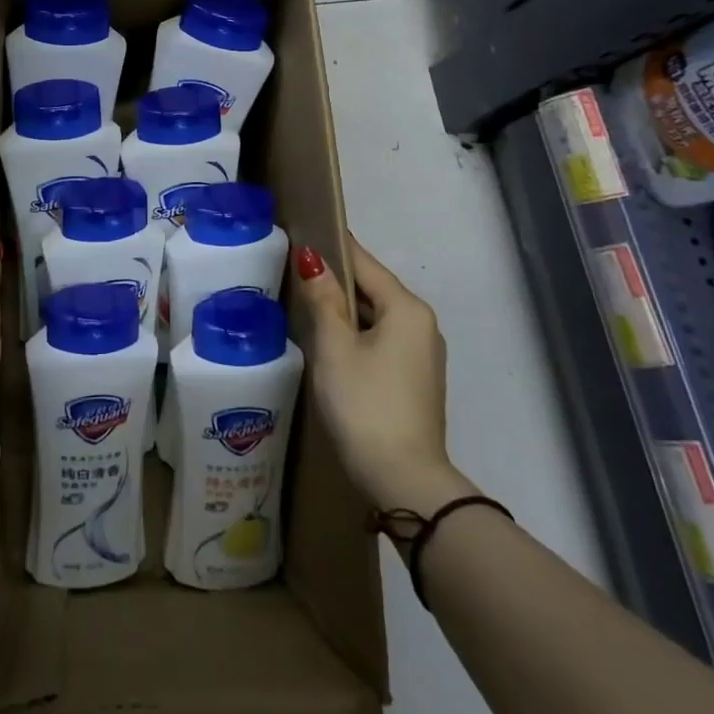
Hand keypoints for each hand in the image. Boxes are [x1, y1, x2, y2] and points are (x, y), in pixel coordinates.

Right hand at [291, 237, 474, 514]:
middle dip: (335, 279)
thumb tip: (312, 258)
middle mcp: (422, 324)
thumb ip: (323, 299)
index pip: (364, 262)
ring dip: (344, 309)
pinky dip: (356, 333)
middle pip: (372, 288)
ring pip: (376, 316)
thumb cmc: (364, 405)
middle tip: (292, 269)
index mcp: (406, 308)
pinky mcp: (414, 379)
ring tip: (303, 301)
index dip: (332, 246)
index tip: (302, 229)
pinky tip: (329, 341)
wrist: (404, 484)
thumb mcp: (334, 348)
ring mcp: (421, 355)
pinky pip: (381, 339)